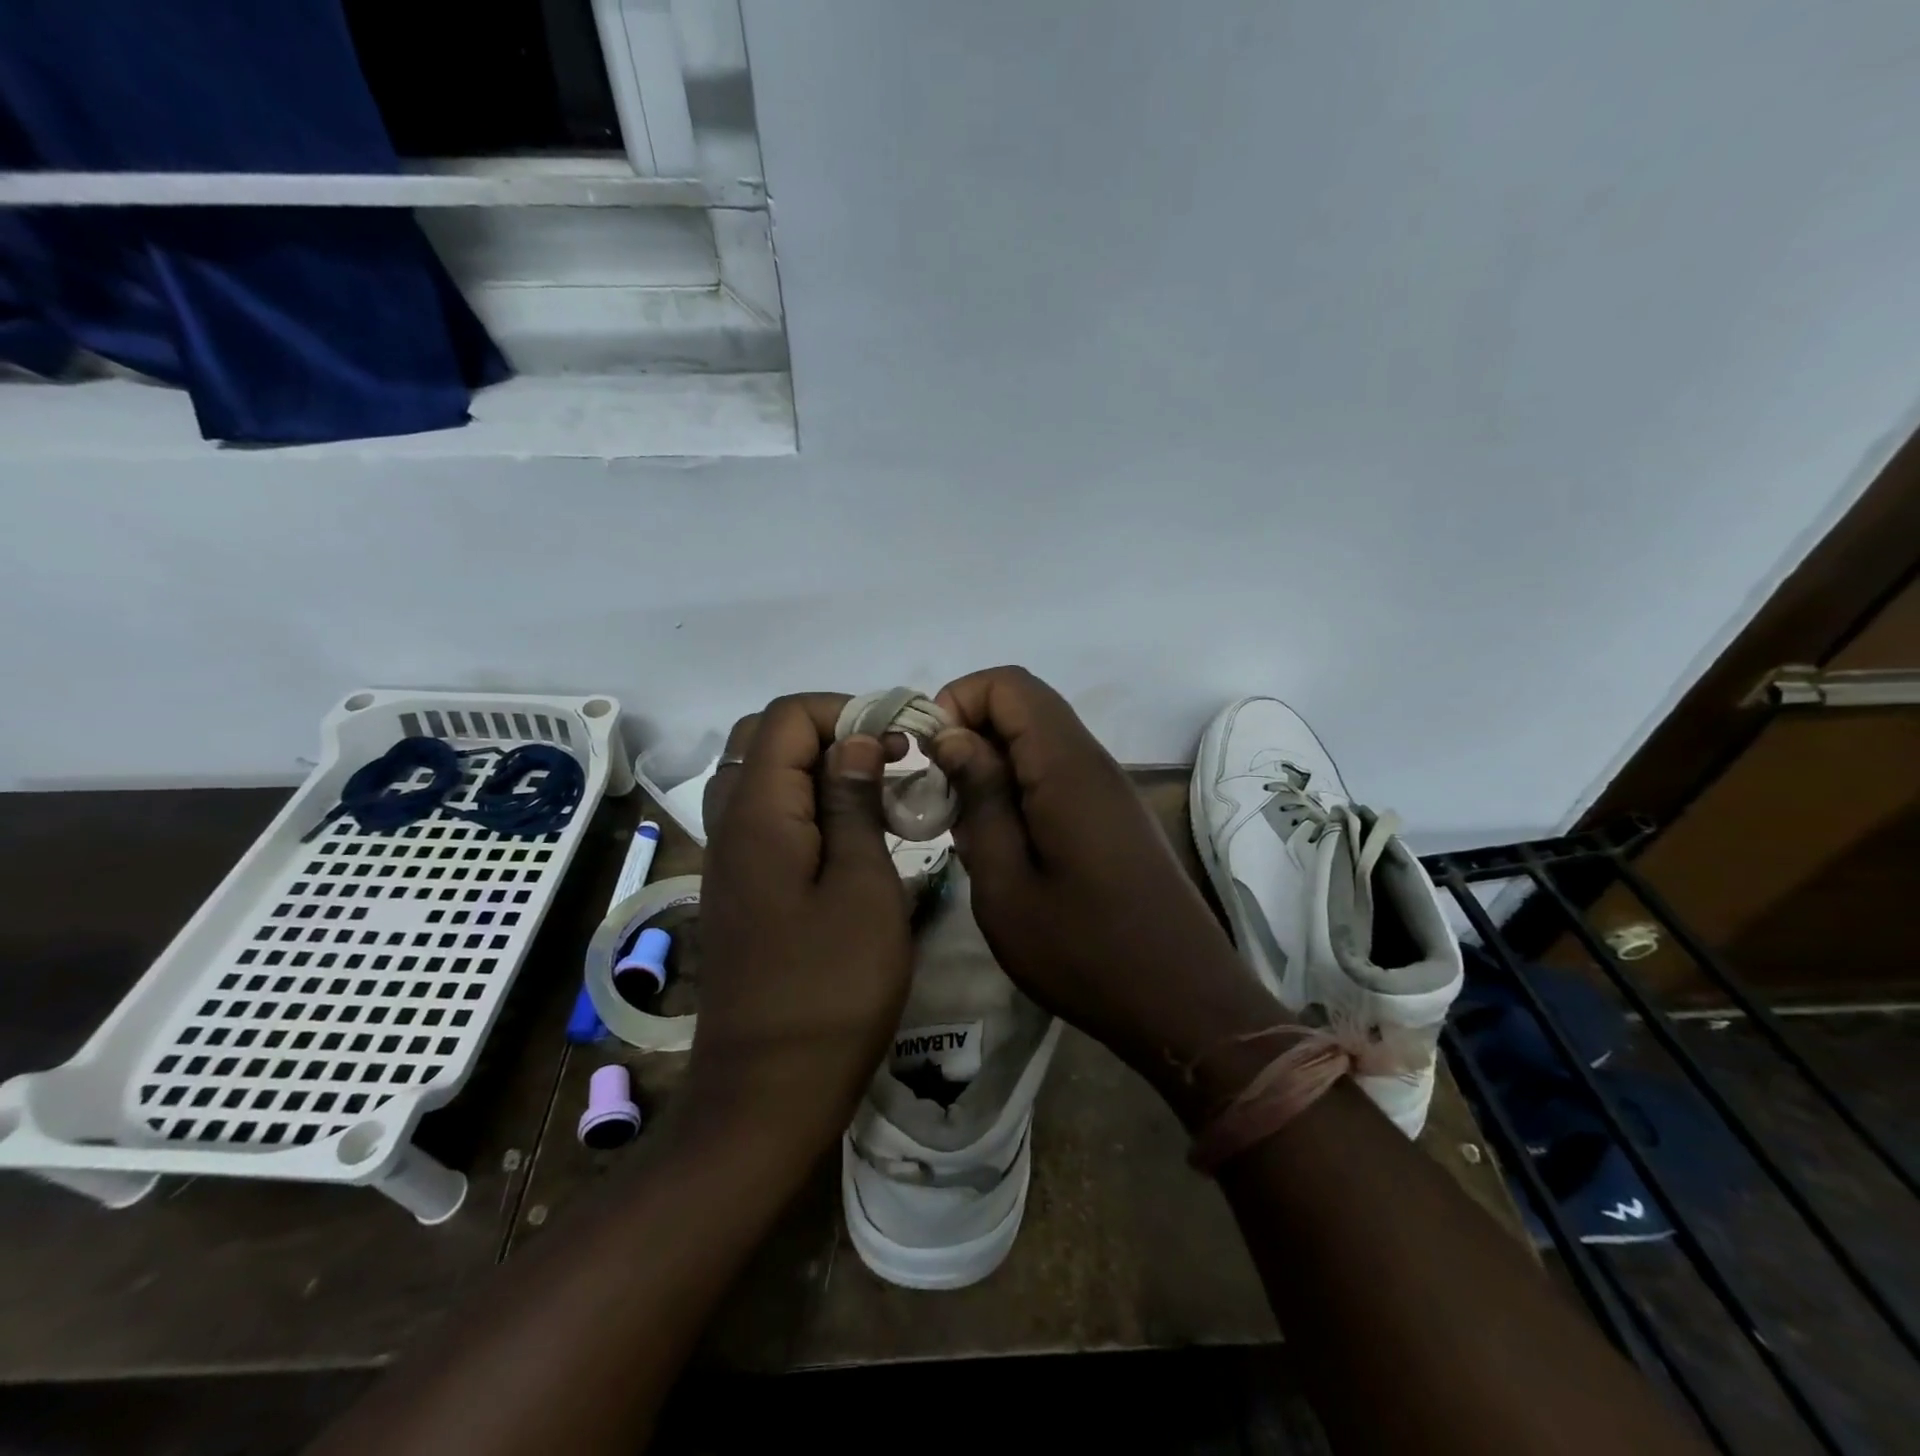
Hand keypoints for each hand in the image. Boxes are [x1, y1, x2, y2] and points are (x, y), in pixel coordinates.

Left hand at [685, 694, 912, 1171]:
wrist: (768, 1092)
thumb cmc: (831, 990)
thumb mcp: (864, 889)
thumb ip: (853, 805)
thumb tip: (855, 742)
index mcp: (759, 816)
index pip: (786, 717)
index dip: (845, 711)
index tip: (898, 742)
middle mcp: (729, 826)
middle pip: (766, 741)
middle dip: (831, 734)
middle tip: (887, 763)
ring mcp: (728, 861)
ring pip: (763, 779)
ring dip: (818, 770)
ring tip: (874, 796)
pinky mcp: (739, 891)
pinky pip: (766, 820)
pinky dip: (806, 806)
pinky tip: (849, 840)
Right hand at [931, 668, 1279, 1102]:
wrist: (1182, 1003)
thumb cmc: (1084, 952)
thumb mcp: (1006, 885)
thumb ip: (979, 800)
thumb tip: (954, 738)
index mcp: (1067, 767)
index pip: (1009, 684)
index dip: (959, 700)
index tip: (930, 756)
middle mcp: (1093, 762)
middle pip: (1025, 706)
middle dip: (970, 732)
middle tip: (938, 792)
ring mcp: (1109, 789)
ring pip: (1040, 740)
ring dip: (993, 763)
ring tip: (963, 821)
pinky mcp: (1114, 816)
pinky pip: (1058, 773)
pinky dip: (1019, 787)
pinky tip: (1003, 842)